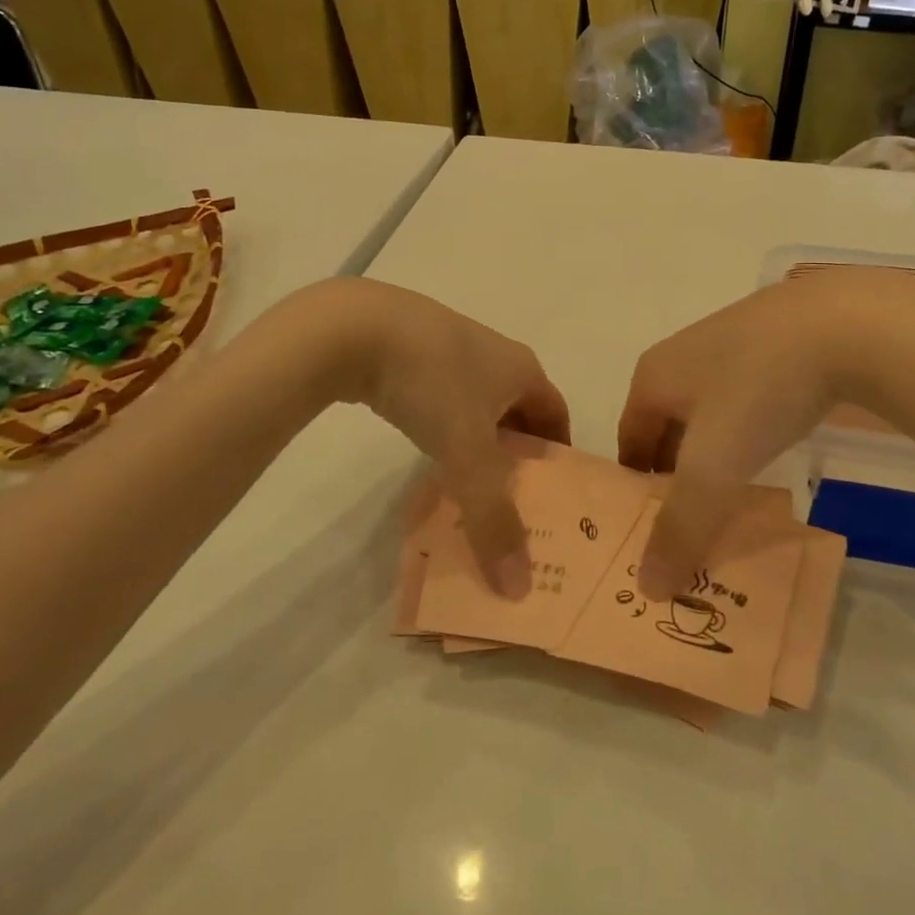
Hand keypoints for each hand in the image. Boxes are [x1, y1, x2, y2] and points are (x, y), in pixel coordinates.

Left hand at [325, 279, 569, 597]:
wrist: (354, 327)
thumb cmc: (432, 382)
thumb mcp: (467, 453)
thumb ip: (493, 519)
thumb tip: (519, 588)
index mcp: (522, 370)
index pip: (556, 417)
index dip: (559, 456)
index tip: (552, 498)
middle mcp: (496, 355)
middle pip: (519, 413)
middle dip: (517, 456)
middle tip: (509, 503)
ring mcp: (452, 349)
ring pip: (479, 406)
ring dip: (479, 443)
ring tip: (466, 485)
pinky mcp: (413, 351)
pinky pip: (444, 398)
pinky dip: (445, 428)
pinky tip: (426, 451)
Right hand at [619, 270, 914, 598]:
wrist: (844, 322)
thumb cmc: (758, 389)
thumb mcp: (713, 466)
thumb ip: (680, 527)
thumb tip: (646, 588)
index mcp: (653, 376)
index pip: (629, 444)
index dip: (635, 490)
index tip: (654, 533)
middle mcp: (681, 356)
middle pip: (666, 430)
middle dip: (676, 477)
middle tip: (695, 524)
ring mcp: (728, 344)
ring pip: (707, 415)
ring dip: (713, 456)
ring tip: (735, 496)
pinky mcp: (772, 342)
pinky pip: (744, 399)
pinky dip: (747, 431)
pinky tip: (772, 450)